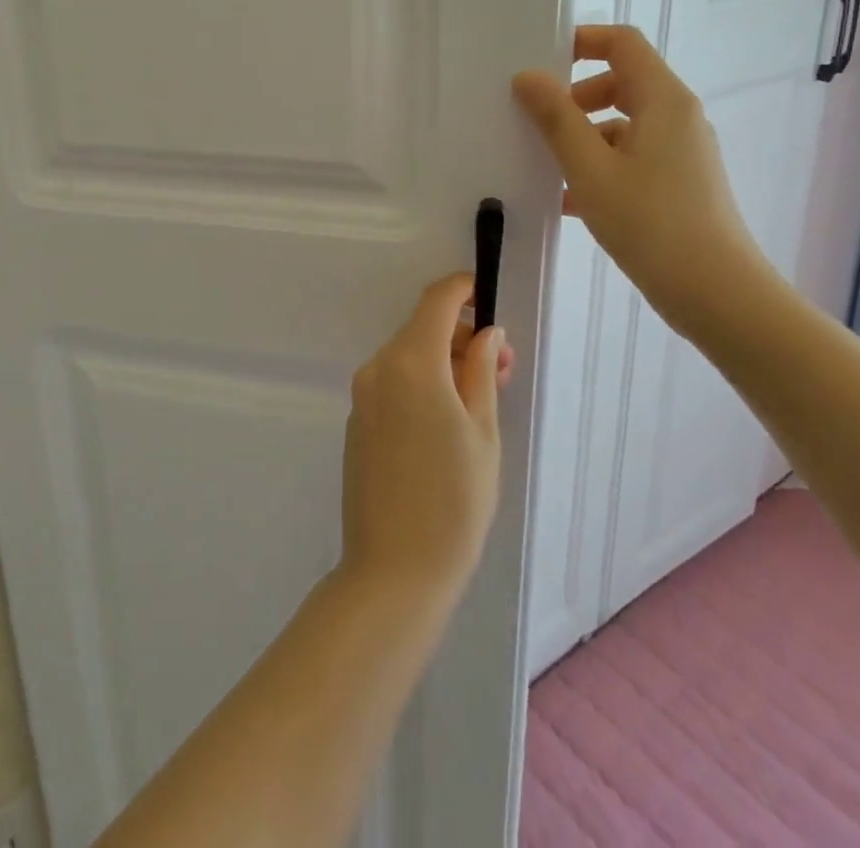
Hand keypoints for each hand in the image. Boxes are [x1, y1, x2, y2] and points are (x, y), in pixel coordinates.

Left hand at [339, 274, 512, 605]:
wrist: (394, 569)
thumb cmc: (454, 500)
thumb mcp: (482, 432)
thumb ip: (480, 372)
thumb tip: (485, 333)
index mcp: (411, 363)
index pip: (436, 301)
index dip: (462, 289)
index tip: (487, 297)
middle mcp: (379, 368)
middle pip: (422, 330)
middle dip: (462, 337)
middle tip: (501, 368)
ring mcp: (363, 395)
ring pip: (408, 357)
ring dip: (444, 362)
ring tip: (482, 397)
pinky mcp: (357, 420)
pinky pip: (393, 383)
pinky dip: (422, 383)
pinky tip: (448, 420)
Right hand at [511, 25, 770, 336]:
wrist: (717, 294)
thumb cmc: (651, 223)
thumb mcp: (590, 169)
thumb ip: (557, 119)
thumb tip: (527, 77)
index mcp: (663, 100)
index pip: (622, 43)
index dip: (580, 41)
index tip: (539, 63)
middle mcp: (678, 117)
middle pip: (621, 82)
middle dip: (574, 96)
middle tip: (536, 121)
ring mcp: (682, 152)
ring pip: (623, 124)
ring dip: (582, 136)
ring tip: (544, 167)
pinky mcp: (679, 183)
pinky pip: (631, 156)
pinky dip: (599, 165)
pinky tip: (567, 201)